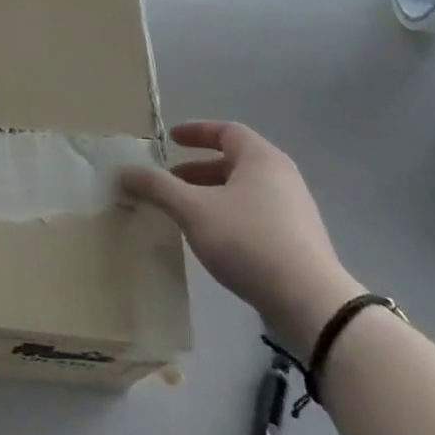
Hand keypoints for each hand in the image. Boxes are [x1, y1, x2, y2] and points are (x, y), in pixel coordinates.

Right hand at [120, 121, 362, 358]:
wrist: (310, 303)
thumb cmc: (248, 240)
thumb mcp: (192, 209)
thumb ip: (157, 187)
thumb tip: (124, 171)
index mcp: (261, 159)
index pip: (226, 131)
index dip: (196, 131)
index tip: (170, 139)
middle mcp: (281, 178)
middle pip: (234, 162)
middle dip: (197, 169)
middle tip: (168, 180)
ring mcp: (293, 211)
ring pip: (243, 191)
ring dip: (210, 195)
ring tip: (183, 212)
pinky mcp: (296, 242)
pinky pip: (254, 215)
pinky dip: (226, 216)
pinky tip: (210, 238)